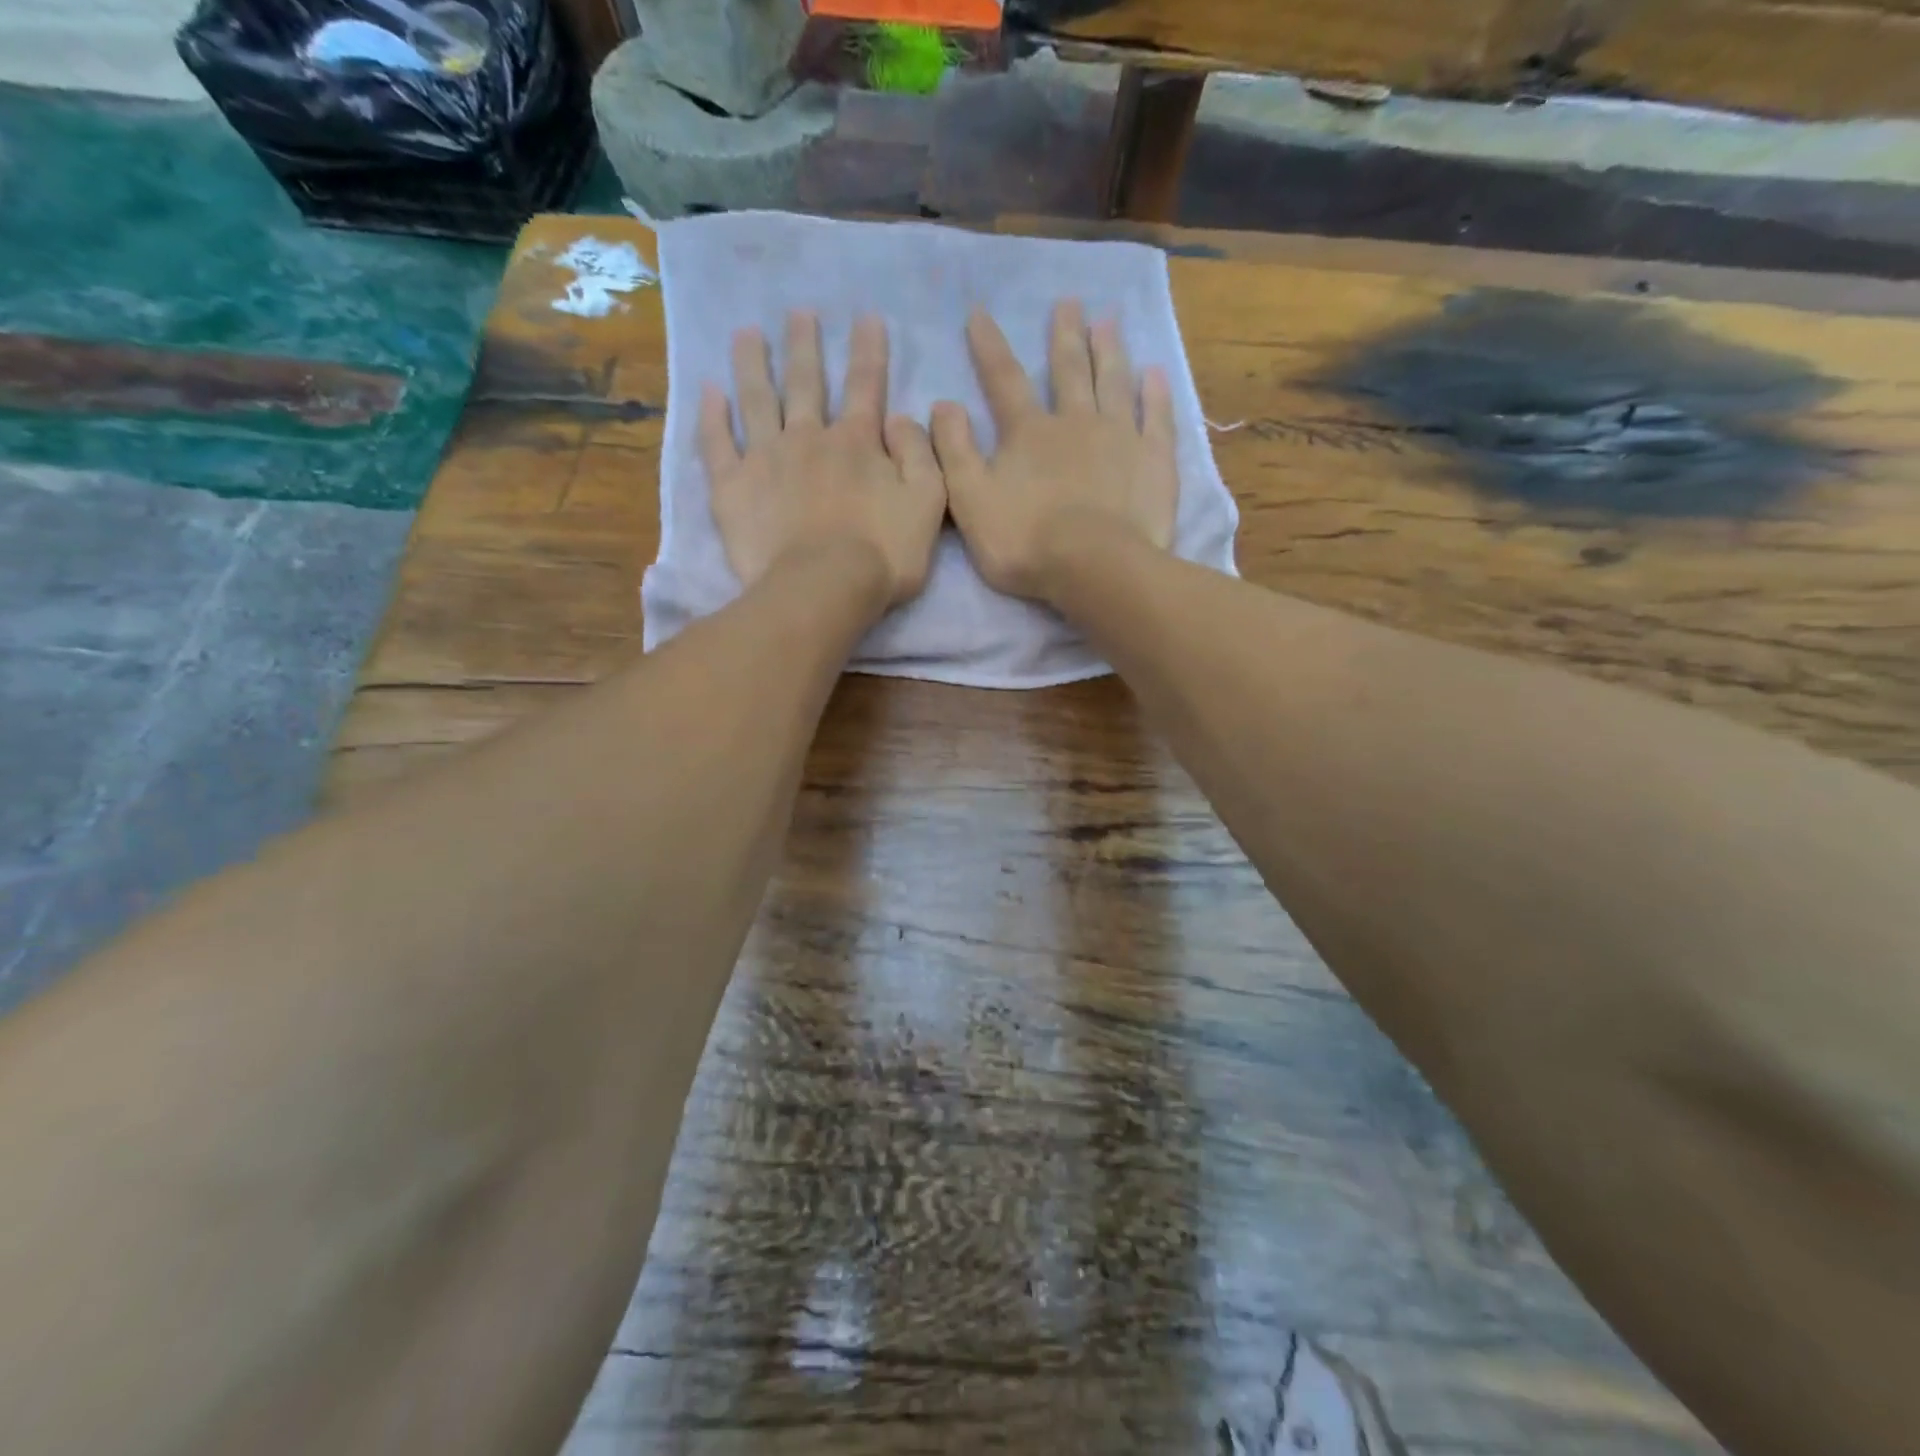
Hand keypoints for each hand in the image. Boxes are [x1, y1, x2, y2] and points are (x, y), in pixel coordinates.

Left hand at [701, 312, 944, 608]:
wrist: (824, 589)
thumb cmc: (883, 554)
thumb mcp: (927, 503)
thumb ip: (920, 455)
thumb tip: (901, 418)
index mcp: (857, 442)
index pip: (866, 386)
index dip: (869, 351)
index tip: (866, 318)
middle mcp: (808, 437)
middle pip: (806, 382)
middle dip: (804, 345)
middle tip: (798, 313)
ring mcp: (765, 459)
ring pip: (757, 399)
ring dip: (752, 363)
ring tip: (746, 333)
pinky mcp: (733, 487)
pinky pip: (717, 443)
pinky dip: (712, 416)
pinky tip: (709, 391)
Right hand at [930, 301, 1177, 602]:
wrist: (1095, 568)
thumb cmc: (1026, 541)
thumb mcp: (970, 501)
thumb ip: (954, 452)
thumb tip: (942, 405)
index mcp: (1028, 432)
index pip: (1003, 380)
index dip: (988, 347)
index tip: (980, 313)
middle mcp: (1075, 421)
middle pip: (1069, 369)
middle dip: (1065, 335)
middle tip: (1069, 303)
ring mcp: (1120, 437)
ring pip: (1113, 382)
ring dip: (1109, 351)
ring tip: (1108, 322)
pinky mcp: (1154, 460)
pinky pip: (1156, 417)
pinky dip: (1155, 393)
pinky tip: (1155, 373)